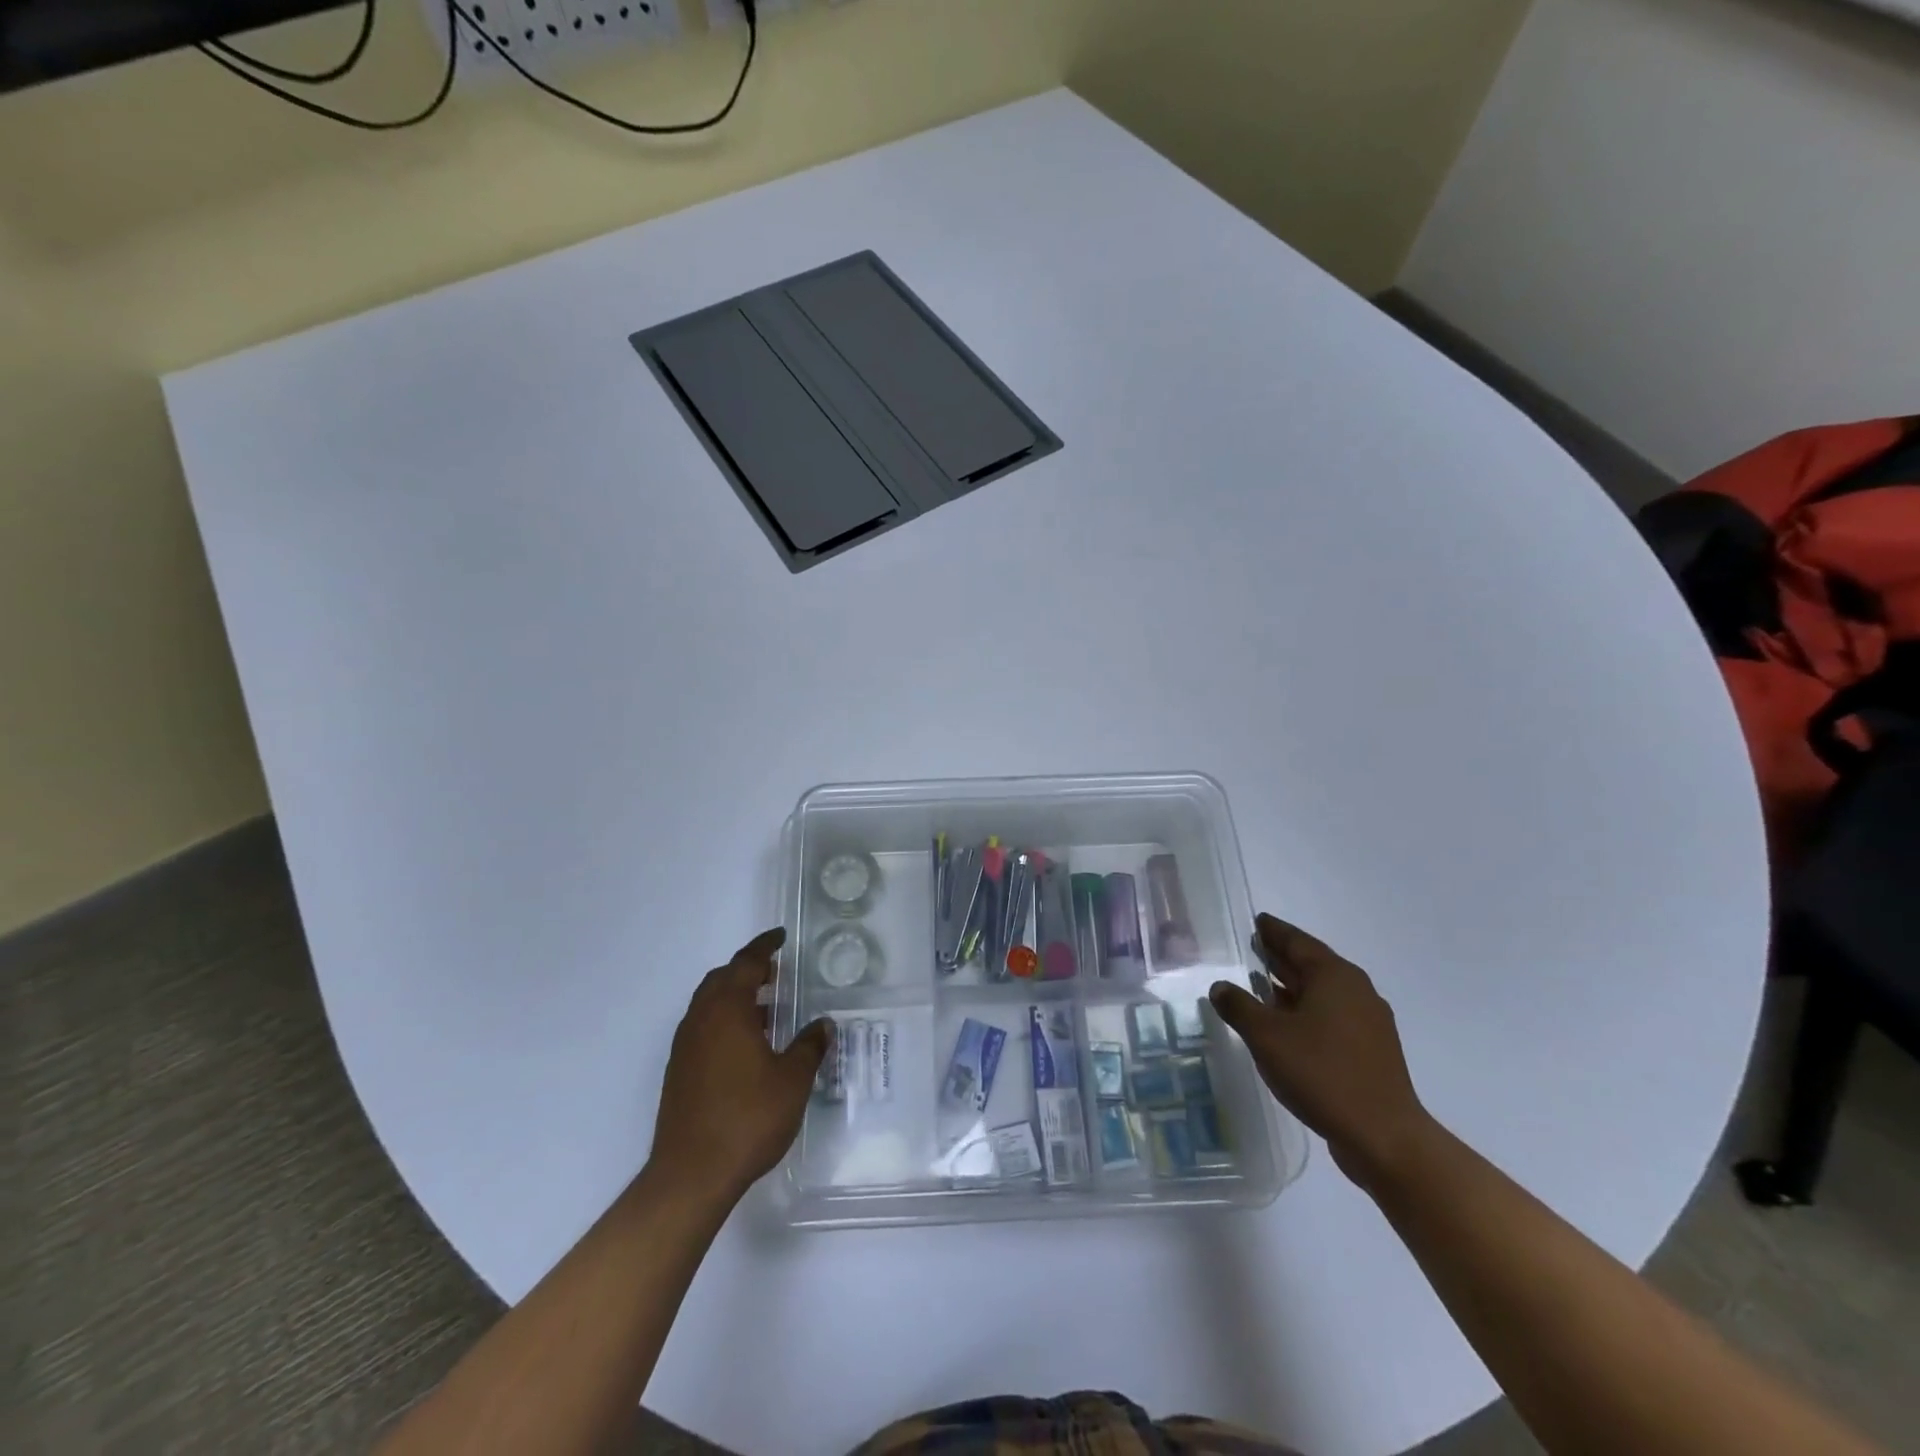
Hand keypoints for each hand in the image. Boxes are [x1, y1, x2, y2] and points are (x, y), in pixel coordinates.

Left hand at [649, 928, 831, 1203]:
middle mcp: (701, 1019)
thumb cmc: (748, 1118)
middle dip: (748, 970)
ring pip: (709, 1004)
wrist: (691, 1175)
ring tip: (766, 1009)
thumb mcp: (792, 1080)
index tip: (780, 938)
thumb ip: (810, 1046)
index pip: (746, 963)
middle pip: (722, 979)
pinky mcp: (678, 1072)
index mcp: (727, 1010)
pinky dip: (724, 1021)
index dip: (764, 947)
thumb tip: (823, 1024)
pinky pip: (702, 1028)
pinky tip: (746, 1046)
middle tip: (775, 973)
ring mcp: (685, 1047)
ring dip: (735, 997)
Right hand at [1209, 912, 1433, 1188]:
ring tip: (1261, 985)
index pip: (1297, 941)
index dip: (1274, 931)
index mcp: (1334, 976)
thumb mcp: (1266, 1036)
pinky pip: (1331, 1017)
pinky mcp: (1371, 1051)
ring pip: (1322, 993)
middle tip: (1253, 948)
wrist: (1384, 1137)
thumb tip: (1220, 986)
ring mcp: (1368, 1022)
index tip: (1256, 921)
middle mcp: (1355, 990)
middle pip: (1311, 964)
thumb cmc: (1322, 1073)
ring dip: (1292, 987)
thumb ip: (1238, 1006)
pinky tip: (1285, 1026)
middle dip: (1281, 956)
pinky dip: (1305, 1011)